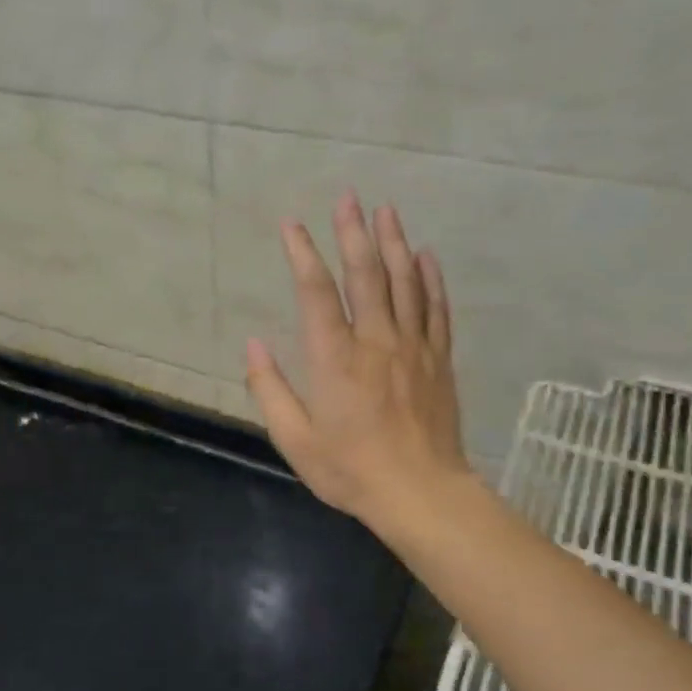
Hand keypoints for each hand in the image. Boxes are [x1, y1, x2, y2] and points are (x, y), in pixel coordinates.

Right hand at [245, 194, 469, 540]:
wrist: (421, 493)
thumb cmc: (350, 469)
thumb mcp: (294, 439)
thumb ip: (269, 389)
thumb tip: (252, 344)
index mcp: (334, 359)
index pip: (316, 292)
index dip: (303, 254)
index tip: (292, 225)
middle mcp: (375, 341)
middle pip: (366, 275)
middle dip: (354, 232)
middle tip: (349, 197)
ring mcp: (413, 348)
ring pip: (405, 283)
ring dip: (394, 243)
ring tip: (386, 211)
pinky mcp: (438, 360)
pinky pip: (436, 309)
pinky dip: (431, 279)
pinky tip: (427, 256)